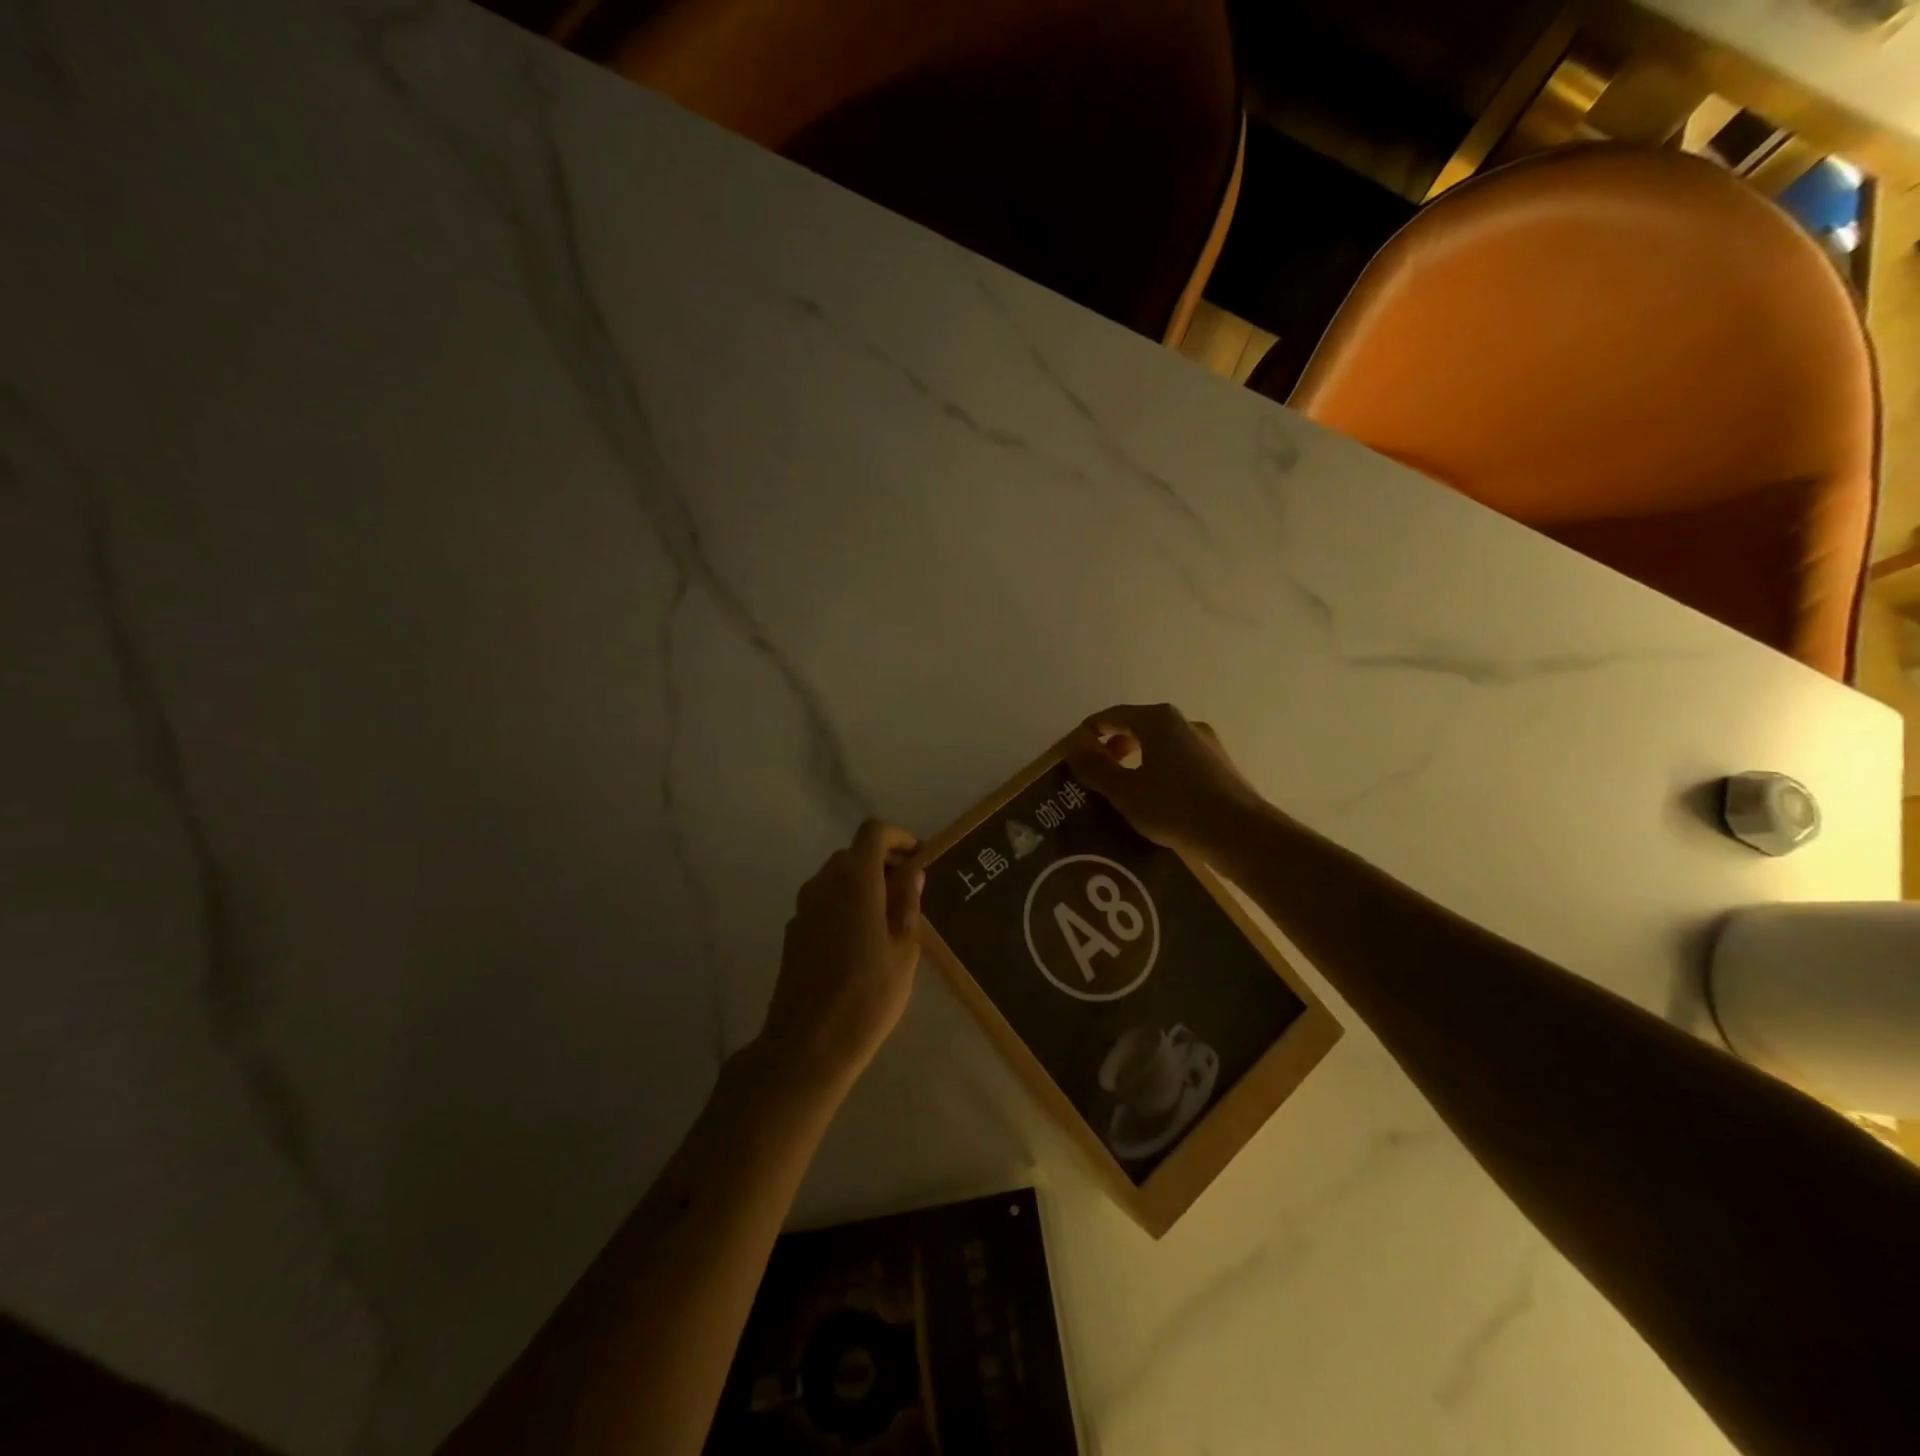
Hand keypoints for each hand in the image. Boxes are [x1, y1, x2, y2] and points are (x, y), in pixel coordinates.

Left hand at [759, 820, 923, 1089]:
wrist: (808, 1044)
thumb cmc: (868, 995)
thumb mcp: (904, 950)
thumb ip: (907, 905)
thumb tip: (911, 873)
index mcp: (855, 880)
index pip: (873, 833)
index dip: (898, 837)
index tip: (918, 857)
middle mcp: (824, 883)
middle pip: (853, 854)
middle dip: (882, 862)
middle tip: (909, 890)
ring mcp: (804, 907)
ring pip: (836, 878)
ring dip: (862, 884)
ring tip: (888, 918)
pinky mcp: (793, 931)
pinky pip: (823, 902)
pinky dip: (844, 903)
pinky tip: (860, 941)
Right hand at [1066, 703, 1266, 858]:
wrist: (1240, 834)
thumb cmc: (1174, 807)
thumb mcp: (1124, 791)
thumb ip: (1095, 768)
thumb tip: (1074, 749)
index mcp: (1157, 720)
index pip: (1112, 715)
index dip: (1089, 732)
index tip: (1073, 753)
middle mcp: (1183, 723)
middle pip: (1138, 727)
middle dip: (1113, 746)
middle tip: (1096, 772)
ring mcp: (1206, 744)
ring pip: (1160, 745)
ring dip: (1137, 761)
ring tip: (1124, 789)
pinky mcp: (1220, 766)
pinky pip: (1179, 761)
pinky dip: (1160, 771)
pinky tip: (1156, 799)